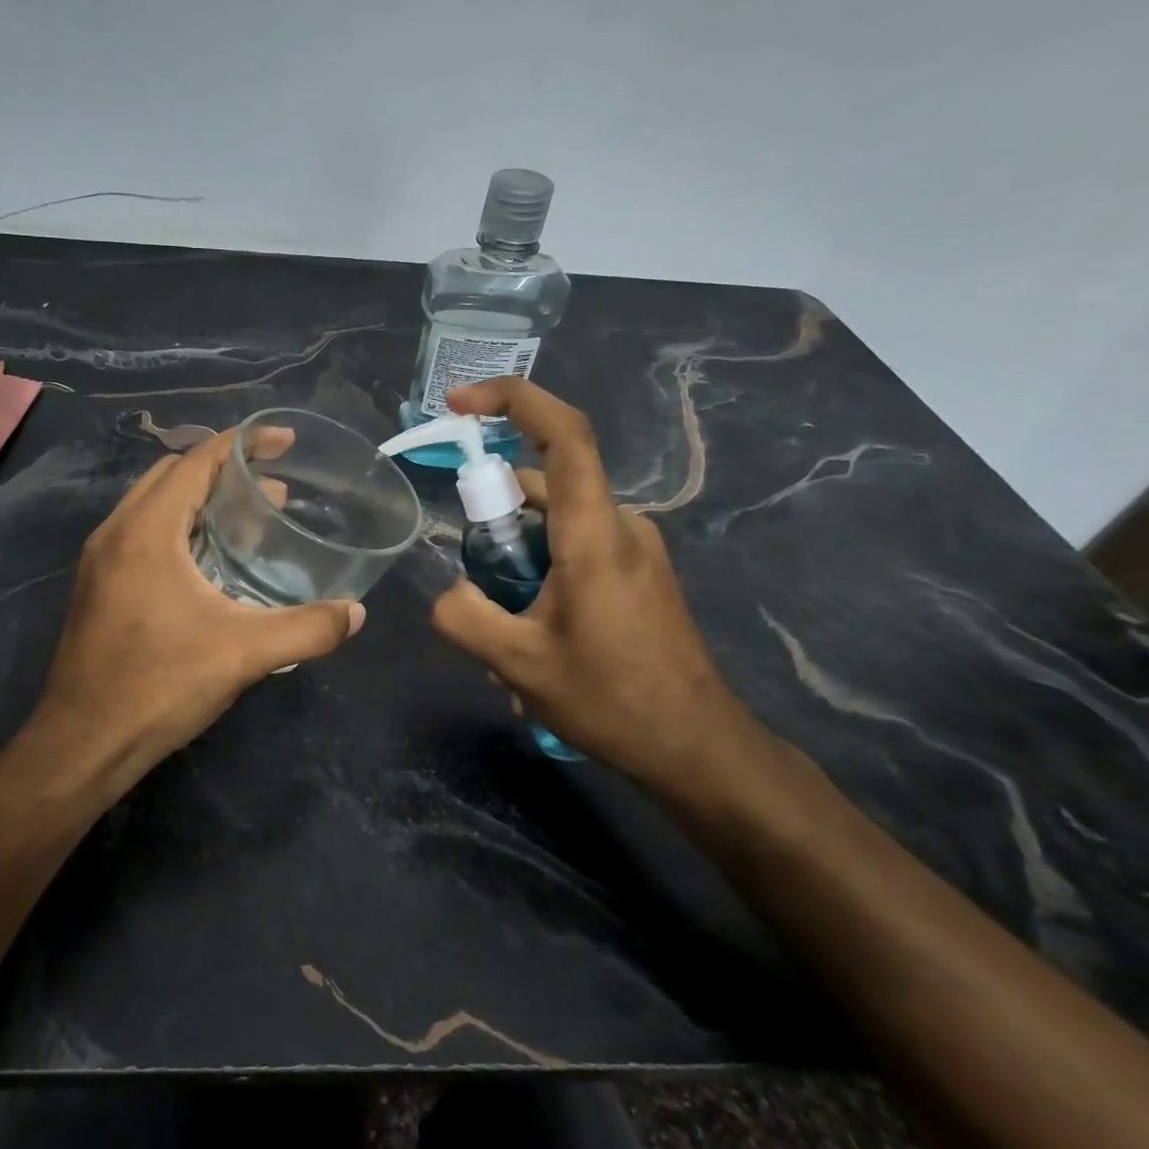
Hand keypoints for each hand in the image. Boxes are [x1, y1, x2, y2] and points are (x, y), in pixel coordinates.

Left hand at [30, 426, 365, 795]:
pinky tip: (213, 564)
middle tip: (275, 490)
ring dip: (201, 501)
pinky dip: (182, 528)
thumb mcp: (244, 653)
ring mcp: (101, 562)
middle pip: (173, 476)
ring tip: (251, 521)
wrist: (83, 744)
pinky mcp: (99, 588)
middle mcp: (116, 533)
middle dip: (225, 471)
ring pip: (155, 506)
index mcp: (146, 530)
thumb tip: (356, 613)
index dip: (243, 443)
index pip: (196, 461)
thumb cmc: (160, 685)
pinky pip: (144, 534)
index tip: (284, 441)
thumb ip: (308, 629)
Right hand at [431, 378, 775, 796]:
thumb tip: (449, 592)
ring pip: (555, 527)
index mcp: (594, 533)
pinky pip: (575, 551)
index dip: (513, 400)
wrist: (698, 748)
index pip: (564, 434)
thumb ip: (465, 617)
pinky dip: (541, 577)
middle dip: (495, 524)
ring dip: (517, 564)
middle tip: (475, 586)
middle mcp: (620, 525)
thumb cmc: (612, 700)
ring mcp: (634, 549)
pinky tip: (533, 642)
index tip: (460, 402)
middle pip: (544, 488)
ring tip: (503, 636)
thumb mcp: (519, 665)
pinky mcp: (638, 574)